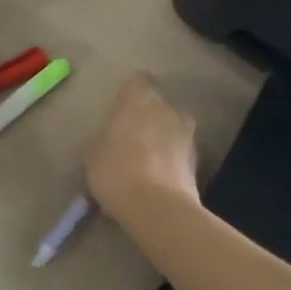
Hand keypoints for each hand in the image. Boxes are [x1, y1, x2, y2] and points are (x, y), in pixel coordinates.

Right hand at [83, 73, 200, 225]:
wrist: (157, 208)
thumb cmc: (116, 171)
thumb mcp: (92, 155)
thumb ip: (101, 140)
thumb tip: (106, 142)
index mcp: (140, 98)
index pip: (138, 80)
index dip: (129, 95)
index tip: (118, 112)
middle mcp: (168, 108)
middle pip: (158, 105)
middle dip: (147, 119)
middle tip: (129, 140)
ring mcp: (187, 134)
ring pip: (171, 129)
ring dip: (161, 140)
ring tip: (143, 165)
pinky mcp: (199, 162)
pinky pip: (179, 154)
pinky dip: (170, 163)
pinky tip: (156, 182)